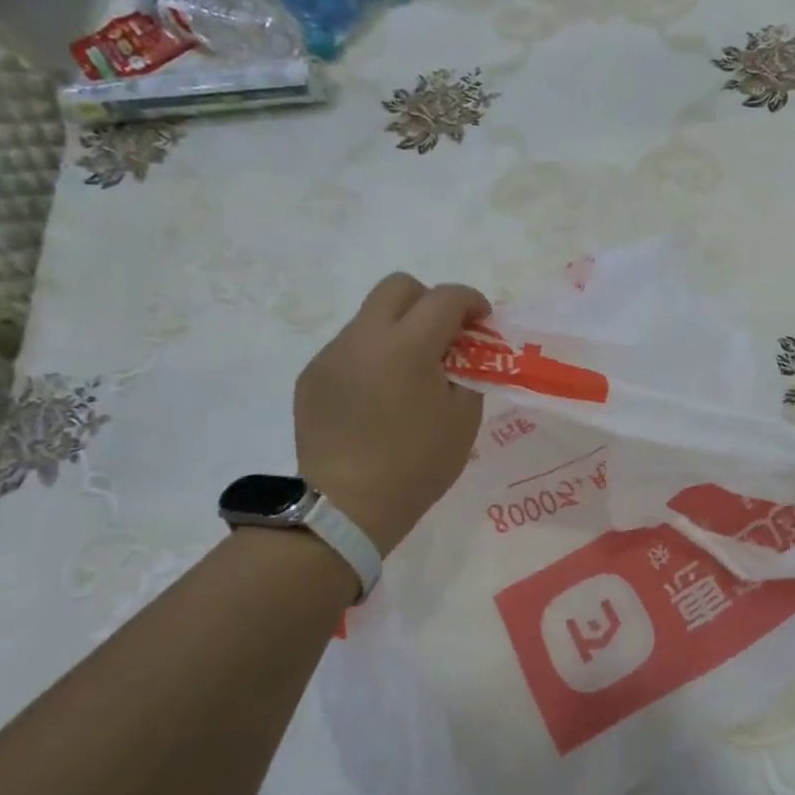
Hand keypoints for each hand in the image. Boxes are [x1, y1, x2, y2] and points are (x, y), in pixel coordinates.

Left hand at [293, 272, 488, 555]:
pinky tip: (378, 397)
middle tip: (444, 335)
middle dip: (429, 301)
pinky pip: (349, 349)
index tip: (482, 322)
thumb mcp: (463, 419)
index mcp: (408, 347)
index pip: (445, 298)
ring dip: (398, 330)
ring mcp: (332, 355)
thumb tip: (458, 354)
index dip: (471, 301)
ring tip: (409, 373)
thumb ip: (467, 372)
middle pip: (399, 286)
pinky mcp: (312, 376)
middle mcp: (364, 338)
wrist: (347, 507)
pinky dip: (372, 358)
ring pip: (370, 317)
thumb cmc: (417, 465)